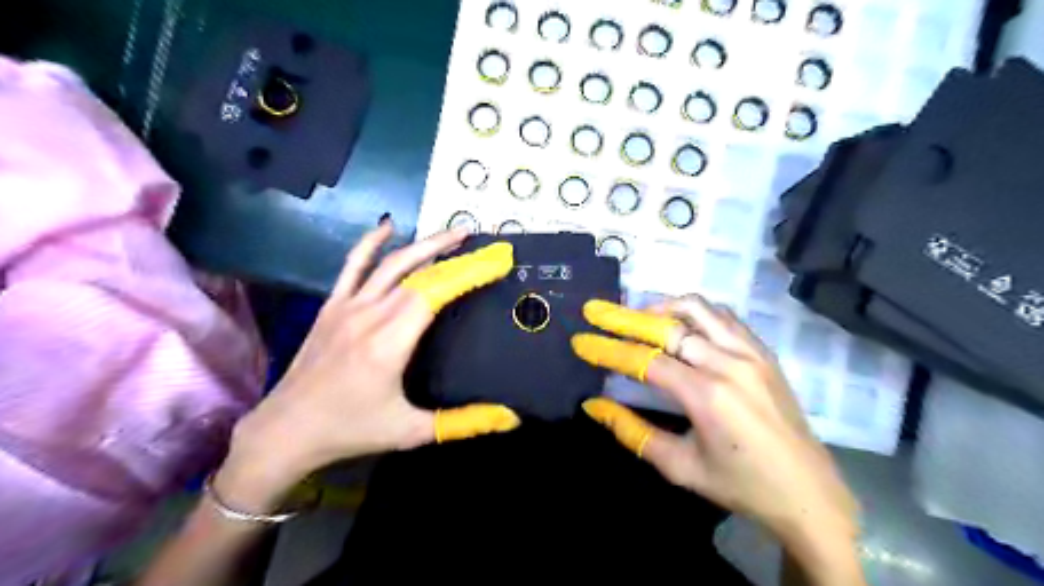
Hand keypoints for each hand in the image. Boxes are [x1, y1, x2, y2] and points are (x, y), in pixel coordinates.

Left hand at [217, 225, 521, 511]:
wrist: (286, 430)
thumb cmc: (351, 429)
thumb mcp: (411, 431)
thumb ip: (463, 422)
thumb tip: (510, 418)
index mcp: (390, 343)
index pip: (436, 292)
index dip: (468, 272)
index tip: (496, 261)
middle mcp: (370, 315)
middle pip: (419, 273)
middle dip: (456, 256)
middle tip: (484, 246)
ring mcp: (347, 306)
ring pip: (391, 264)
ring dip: (424, 244)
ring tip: (454, 233)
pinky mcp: (332, 306)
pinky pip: (352, 265)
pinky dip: (370, 243)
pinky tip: (388, 226)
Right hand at [576, 297, 860, 581]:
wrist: (808, 491)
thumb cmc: (740, 484)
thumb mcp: (679, 466)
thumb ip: (632, 432)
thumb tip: (593, 406)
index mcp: (707, 395)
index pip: (645, 360)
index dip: (608, 349)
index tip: (581, 340)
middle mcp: (729, 363)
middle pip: (667, 325)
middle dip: (625, 317)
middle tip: (597, 311)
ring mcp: (751, 352)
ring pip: (697, 309)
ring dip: (661, 307)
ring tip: (636, 317)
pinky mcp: (764, 352)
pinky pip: (723, 317)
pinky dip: (695, 313)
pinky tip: (680, 325)